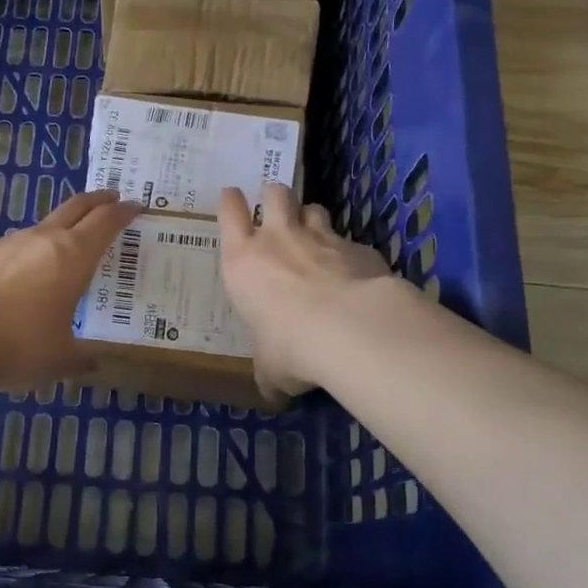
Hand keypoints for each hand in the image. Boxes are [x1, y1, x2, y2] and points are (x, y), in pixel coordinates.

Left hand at [0, 189, 141, 390]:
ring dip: (60, 229)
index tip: (136, 207)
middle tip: (111, 198)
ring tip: (65, 249)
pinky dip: (27, 254)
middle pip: (76, 207)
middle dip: (97, 200)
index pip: (106, 222)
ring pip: (42, 226)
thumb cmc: (18, 345)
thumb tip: (92, 365)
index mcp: (73, 256)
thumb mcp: (59, 360)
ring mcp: (8, 243)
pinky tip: (20, 278)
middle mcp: (42, 240)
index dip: (124, 212)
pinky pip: (13, 248)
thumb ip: (79, 359)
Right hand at [218, 183, 394, 398]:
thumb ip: (269, 372)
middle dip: (274, 196)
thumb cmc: (288, 345)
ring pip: (313, 208)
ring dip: (311, 217)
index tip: (232, 196)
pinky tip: (354, 272)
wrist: (348, 327)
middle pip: (275, 193)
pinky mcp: (359, 246)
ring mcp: (321, 238)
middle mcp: (279, 239)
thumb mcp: (270, 367)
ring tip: (314, 234)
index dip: (230, 202)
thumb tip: (273, 394)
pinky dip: (348, 251)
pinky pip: (349, 240)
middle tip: (276, 207)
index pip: (229, 213)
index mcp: (243, 261)